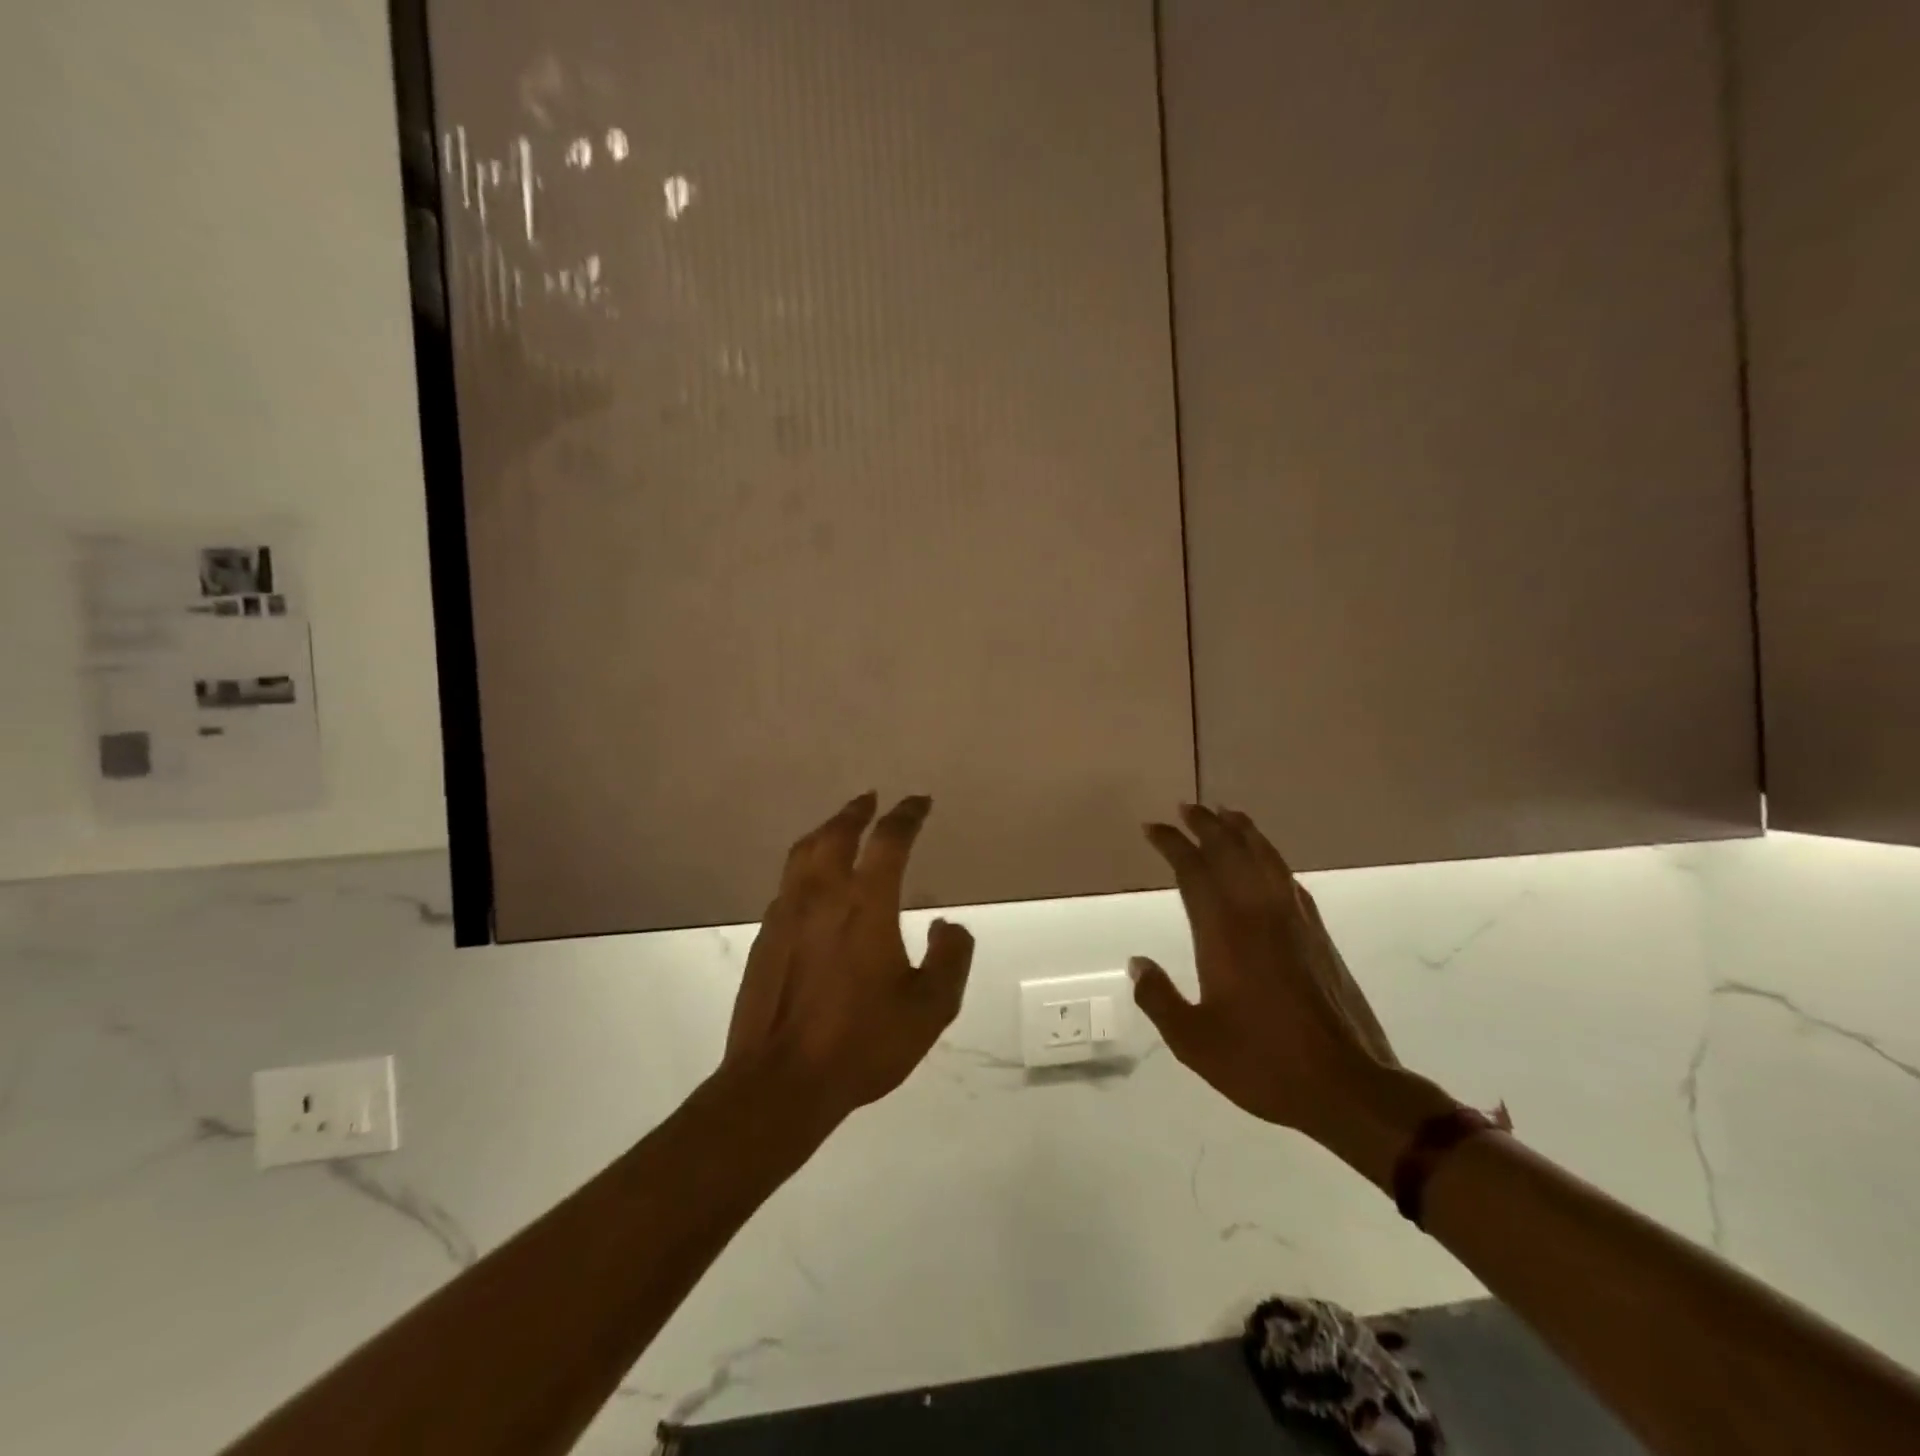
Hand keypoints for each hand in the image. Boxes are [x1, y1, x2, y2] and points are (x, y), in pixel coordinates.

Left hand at [723, 793, 975, 1125]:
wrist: (779, 1082)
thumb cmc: (861, 1043)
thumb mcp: (929, 1009)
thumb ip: (949, 959)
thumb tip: (947, 925)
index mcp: (865, 903)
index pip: (888, 840)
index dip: (907, 815)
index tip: (919, 802)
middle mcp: (822, 895)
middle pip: (836, 833)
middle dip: (857, 811)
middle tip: (871, 799)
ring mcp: (786, 913)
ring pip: (803, 852)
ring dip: (826, 830)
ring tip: (839, 826)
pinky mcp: (765, 937)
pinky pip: (788, 883)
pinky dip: (805, 866)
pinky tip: (812, 882)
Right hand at [1130, 805, 1404, 1143]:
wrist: (1347, 1085)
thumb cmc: (1263, 1062)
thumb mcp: (1193, 1041)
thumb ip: (1159, 998)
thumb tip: (1137, 963)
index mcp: (1224, 933)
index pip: (1193, 870)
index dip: (1172, 844)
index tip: (1153, 828)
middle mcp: (1259, 913)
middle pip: (1231, 851)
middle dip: (1206, 825)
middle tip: (1186, 807)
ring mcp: (1294, 920)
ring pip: (1265, 857)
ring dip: (1242, 831)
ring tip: (1227, 813)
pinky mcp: (1318, 935)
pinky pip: (1288, 878)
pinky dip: (1271, 857)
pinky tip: (1267, 859)